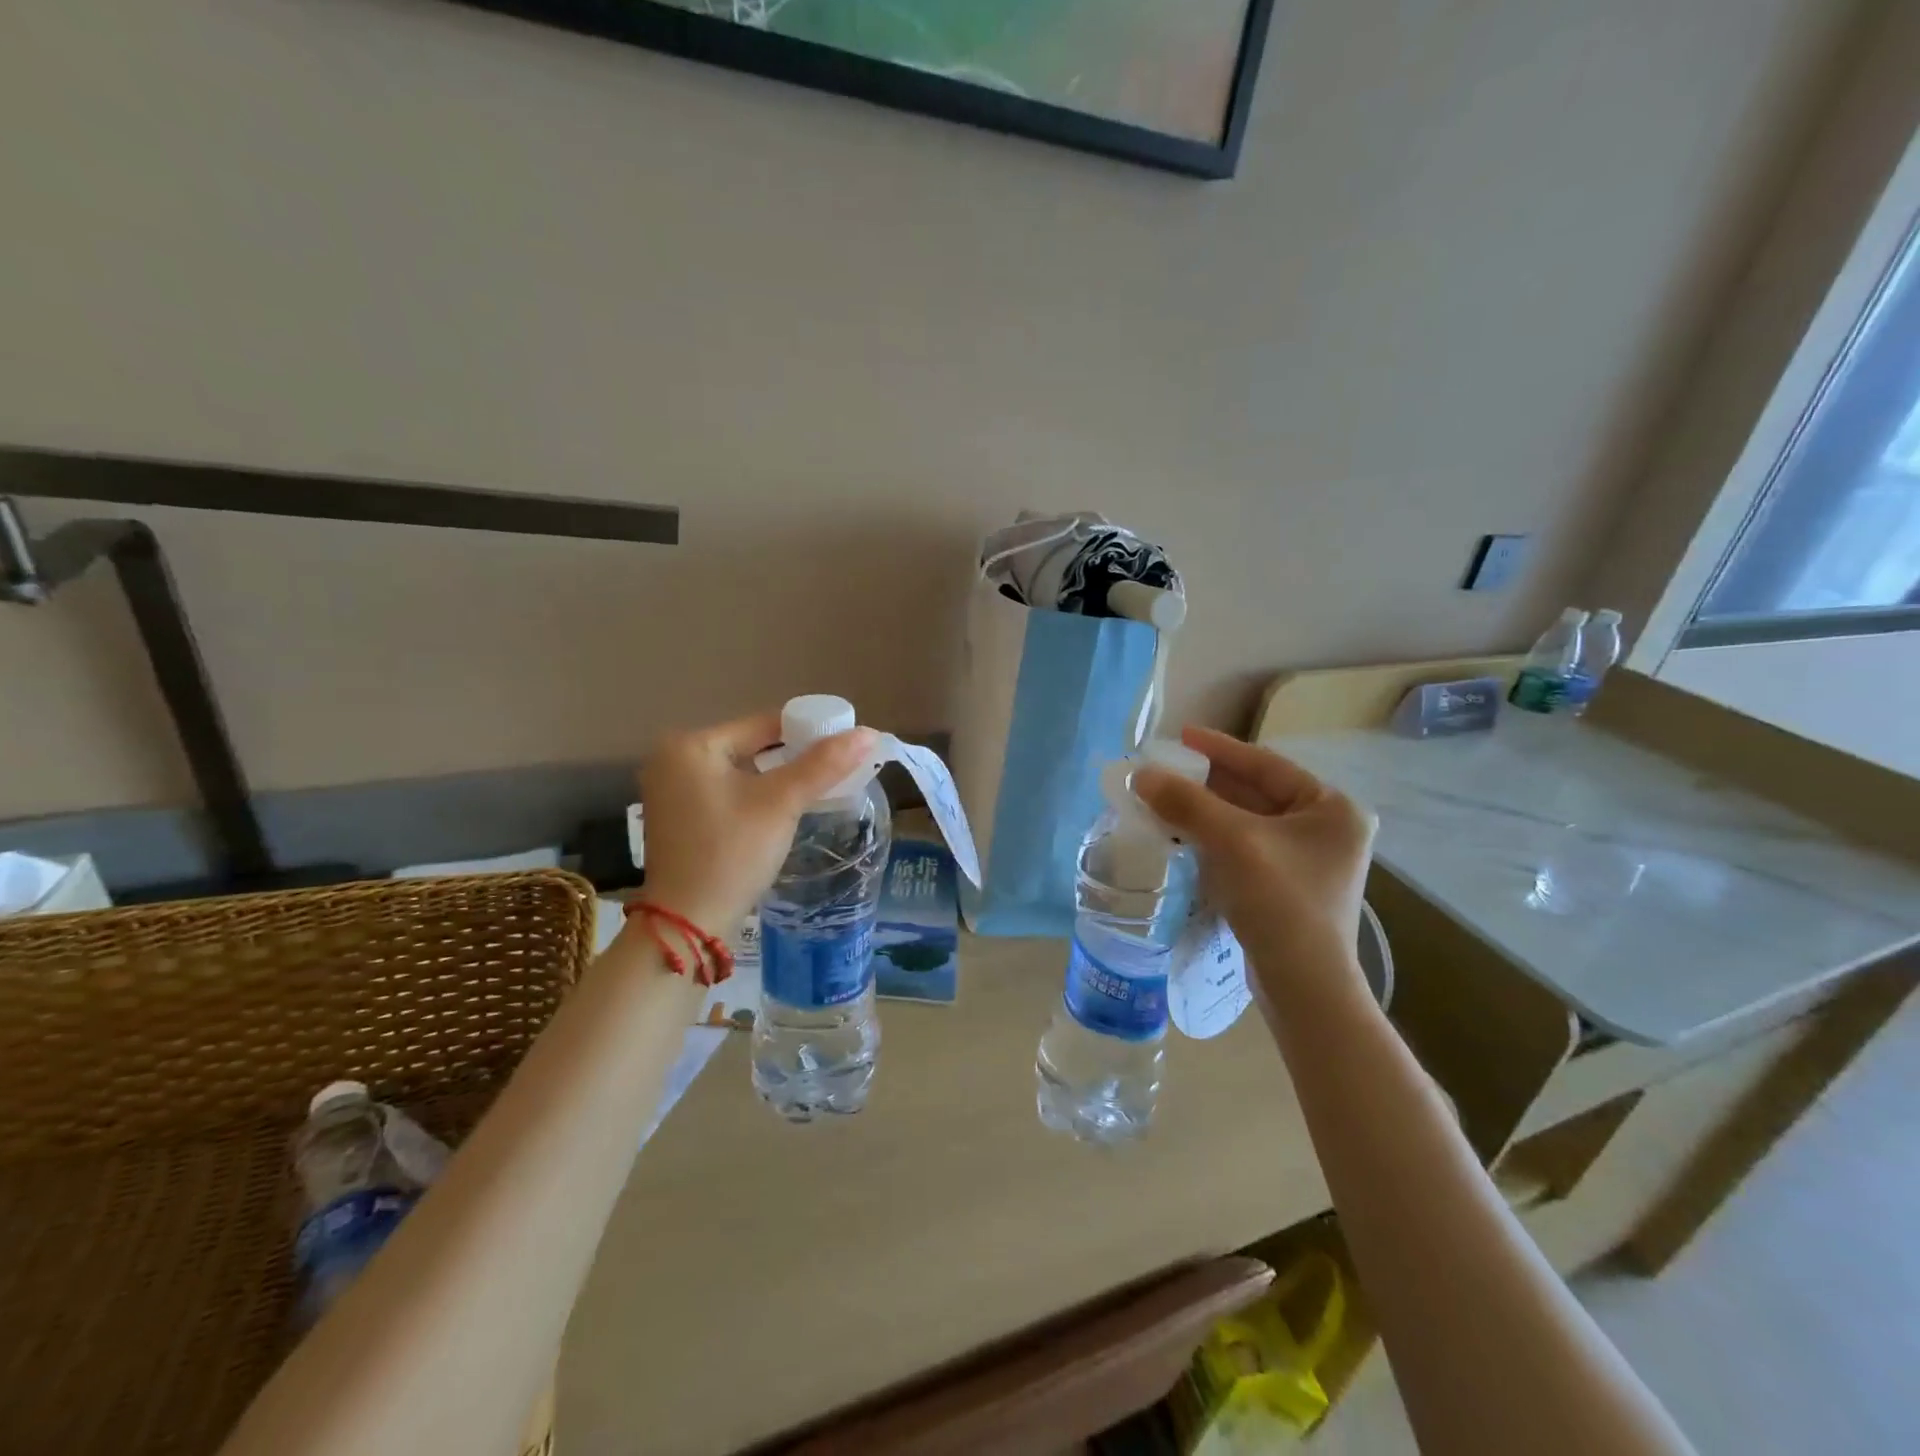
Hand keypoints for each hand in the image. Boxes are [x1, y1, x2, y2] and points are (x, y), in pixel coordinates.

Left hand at [638, 711, 880, 934]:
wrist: (687, 924)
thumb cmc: (731, 854)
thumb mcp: (781, 804)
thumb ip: (823, 765)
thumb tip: (869, 733)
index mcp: (691, 745)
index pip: (764, 724)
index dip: (809, 731)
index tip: (845, 745)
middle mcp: (672, 759)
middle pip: (751, 745)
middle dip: (794, 757)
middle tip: (836, 771)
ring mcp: (671, 790)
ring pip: (741, 770)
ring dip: (776, 777)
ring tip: (817, 788)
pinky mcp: (677, 816)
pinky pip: (727, 791)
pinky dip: (755, 795)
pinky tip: (781, 810)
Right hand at [1135, 727, 1376, 1009]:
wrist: (1304, 987)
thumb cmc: (1281, 903)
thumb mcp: (1233, 843)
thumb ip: (1186, 802)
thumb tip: (1140, 773)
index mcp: (1331, 808)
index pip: (1267, 765)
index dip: (1220, 749)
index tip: (1181, 735)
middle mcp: (1326, 829)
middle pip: (1255, 792)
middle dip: (1206, 783)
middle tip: (1164, 770)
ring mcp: (1307, 861)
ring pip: (1245, 822)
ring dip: (1204, 811)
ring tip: (1162, 799)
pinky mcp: (1287, 887)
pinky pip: (1243, 848)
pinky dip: (1211, 838)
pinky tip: (1180, 834)